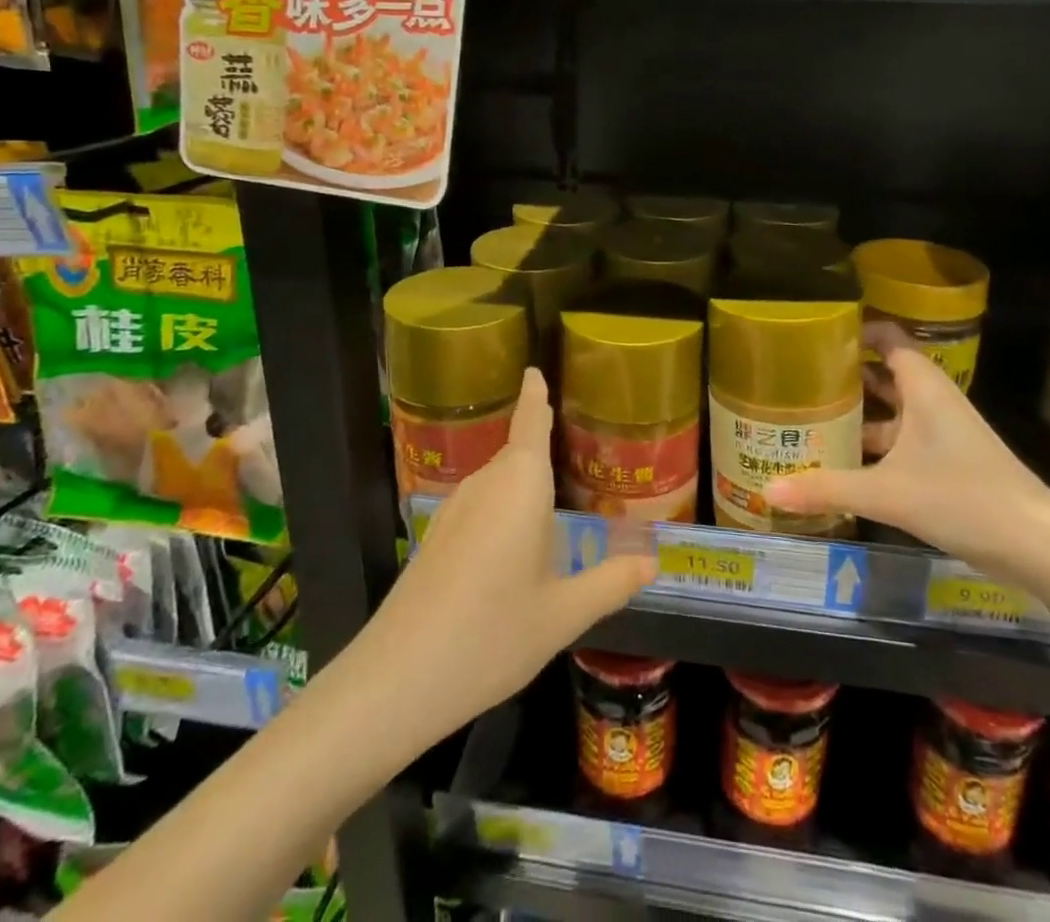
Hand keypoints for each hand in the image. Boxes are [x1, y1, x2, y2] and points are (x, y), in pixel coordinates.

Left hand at [359, 368, 655, 743]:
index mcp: (520, 483)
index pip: (531, 421)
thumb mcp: (563, 614)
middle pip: (518, 452)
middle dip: (544, 448)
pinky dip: (505, 511)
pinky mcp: (437, 538)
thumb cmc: (493, 634)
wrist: (398, 679)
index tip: (534, 370)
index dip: (535, 394)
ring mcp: (455, 510)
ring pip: (499, 482)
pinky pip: (481, 506)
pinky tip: (517, 547)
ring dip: (525, 485)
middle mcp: (486, 483)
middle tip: (583, 454)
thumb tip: (652, 563)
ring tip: (560, 501)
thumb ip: (610, 582)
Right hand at [763, 325, 1049, 584]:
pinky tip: (846, 462)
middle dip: (846, 374)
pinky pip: (903, 439)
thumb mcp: (887, 494)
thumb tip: (767, 491)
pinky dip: (876, 444)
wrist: (1040, 546)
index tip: (815, 334)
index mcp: (923, 388)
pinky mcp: (950, 462)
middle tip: (799, 377)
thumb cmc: (964, 498)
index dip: (855, 330)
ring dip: (859, 412)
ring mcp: (944, 432)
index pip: (887, 338)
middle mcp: (933, 401)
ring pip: (893, 410)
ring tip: (812, 416)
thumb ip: (827, 489)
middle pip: (884, 373)